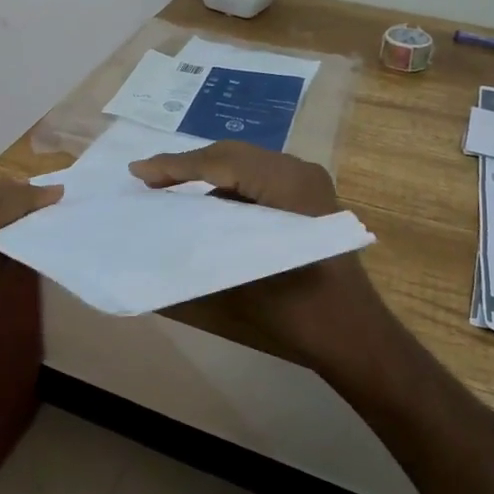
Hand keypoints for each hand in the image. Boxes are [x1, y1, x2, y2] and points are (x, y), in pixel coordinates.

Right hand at [128, 142, 385, 377]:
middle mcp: (300, 172)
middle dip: (188, 165)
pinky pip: (259, 182)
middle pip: (233, 156)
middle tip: (147, 178)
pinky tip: (206, 207)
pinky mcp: (308, 201)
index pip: (221, 162)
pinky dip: (229, 189)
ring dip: (207, 175)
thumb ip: (197, 244)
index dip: (175, 165)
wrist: (356, 337)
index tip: (137, 172)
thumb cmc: (300, 311)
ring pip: (245, 166)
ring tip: (169, 189)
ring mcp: (308, 185)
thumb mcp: (241, 277)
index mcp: (287, 183)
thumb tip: (154, 234)